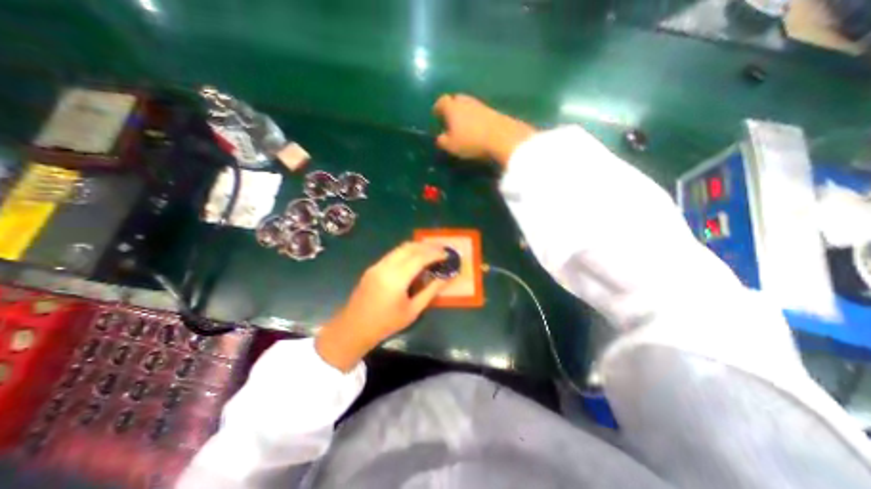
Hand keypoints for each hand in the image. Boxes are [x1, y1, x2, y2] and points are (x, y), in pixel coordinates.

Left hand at [316, 243, 448, 371]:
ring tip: (431, 252)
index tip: (447, 254)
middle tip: (441, 249)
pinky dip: (407, 252)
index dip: (435, 253)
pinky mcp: (373, 267)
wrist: (353, 328)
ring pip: (400, 248)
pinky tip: (414, 259)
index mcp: (396, 279)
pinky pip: (393, 253)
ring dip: (417, 247)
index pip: (420, 257)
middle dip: (427, 246)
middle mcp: (386, 266)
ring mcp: (377, 265)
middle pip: (410, 247)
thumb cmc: (386, 324)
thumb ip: (430, 291)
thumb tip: (446, 278)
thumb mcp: (412, 311)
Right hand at [433, 94, 534, 166]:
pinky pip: (479, 112)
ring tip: (464, 127)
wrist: (501, 137)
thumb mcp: (451, 146)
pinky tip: (477, 129)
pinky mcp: (493, 110)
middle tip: (450, 121)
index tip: (437, 116)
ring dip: (465, 113)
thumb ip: (442, 140)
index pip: (441, 102)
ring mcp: (481, 104)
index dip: (438, 108)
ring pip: (469, 105)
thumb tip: (440, 137)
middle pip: (456, 99)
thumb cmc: (471, 141)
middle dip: (452, 108)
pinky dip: (476, 118)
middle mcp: (466, 101)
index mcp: (452, 107)